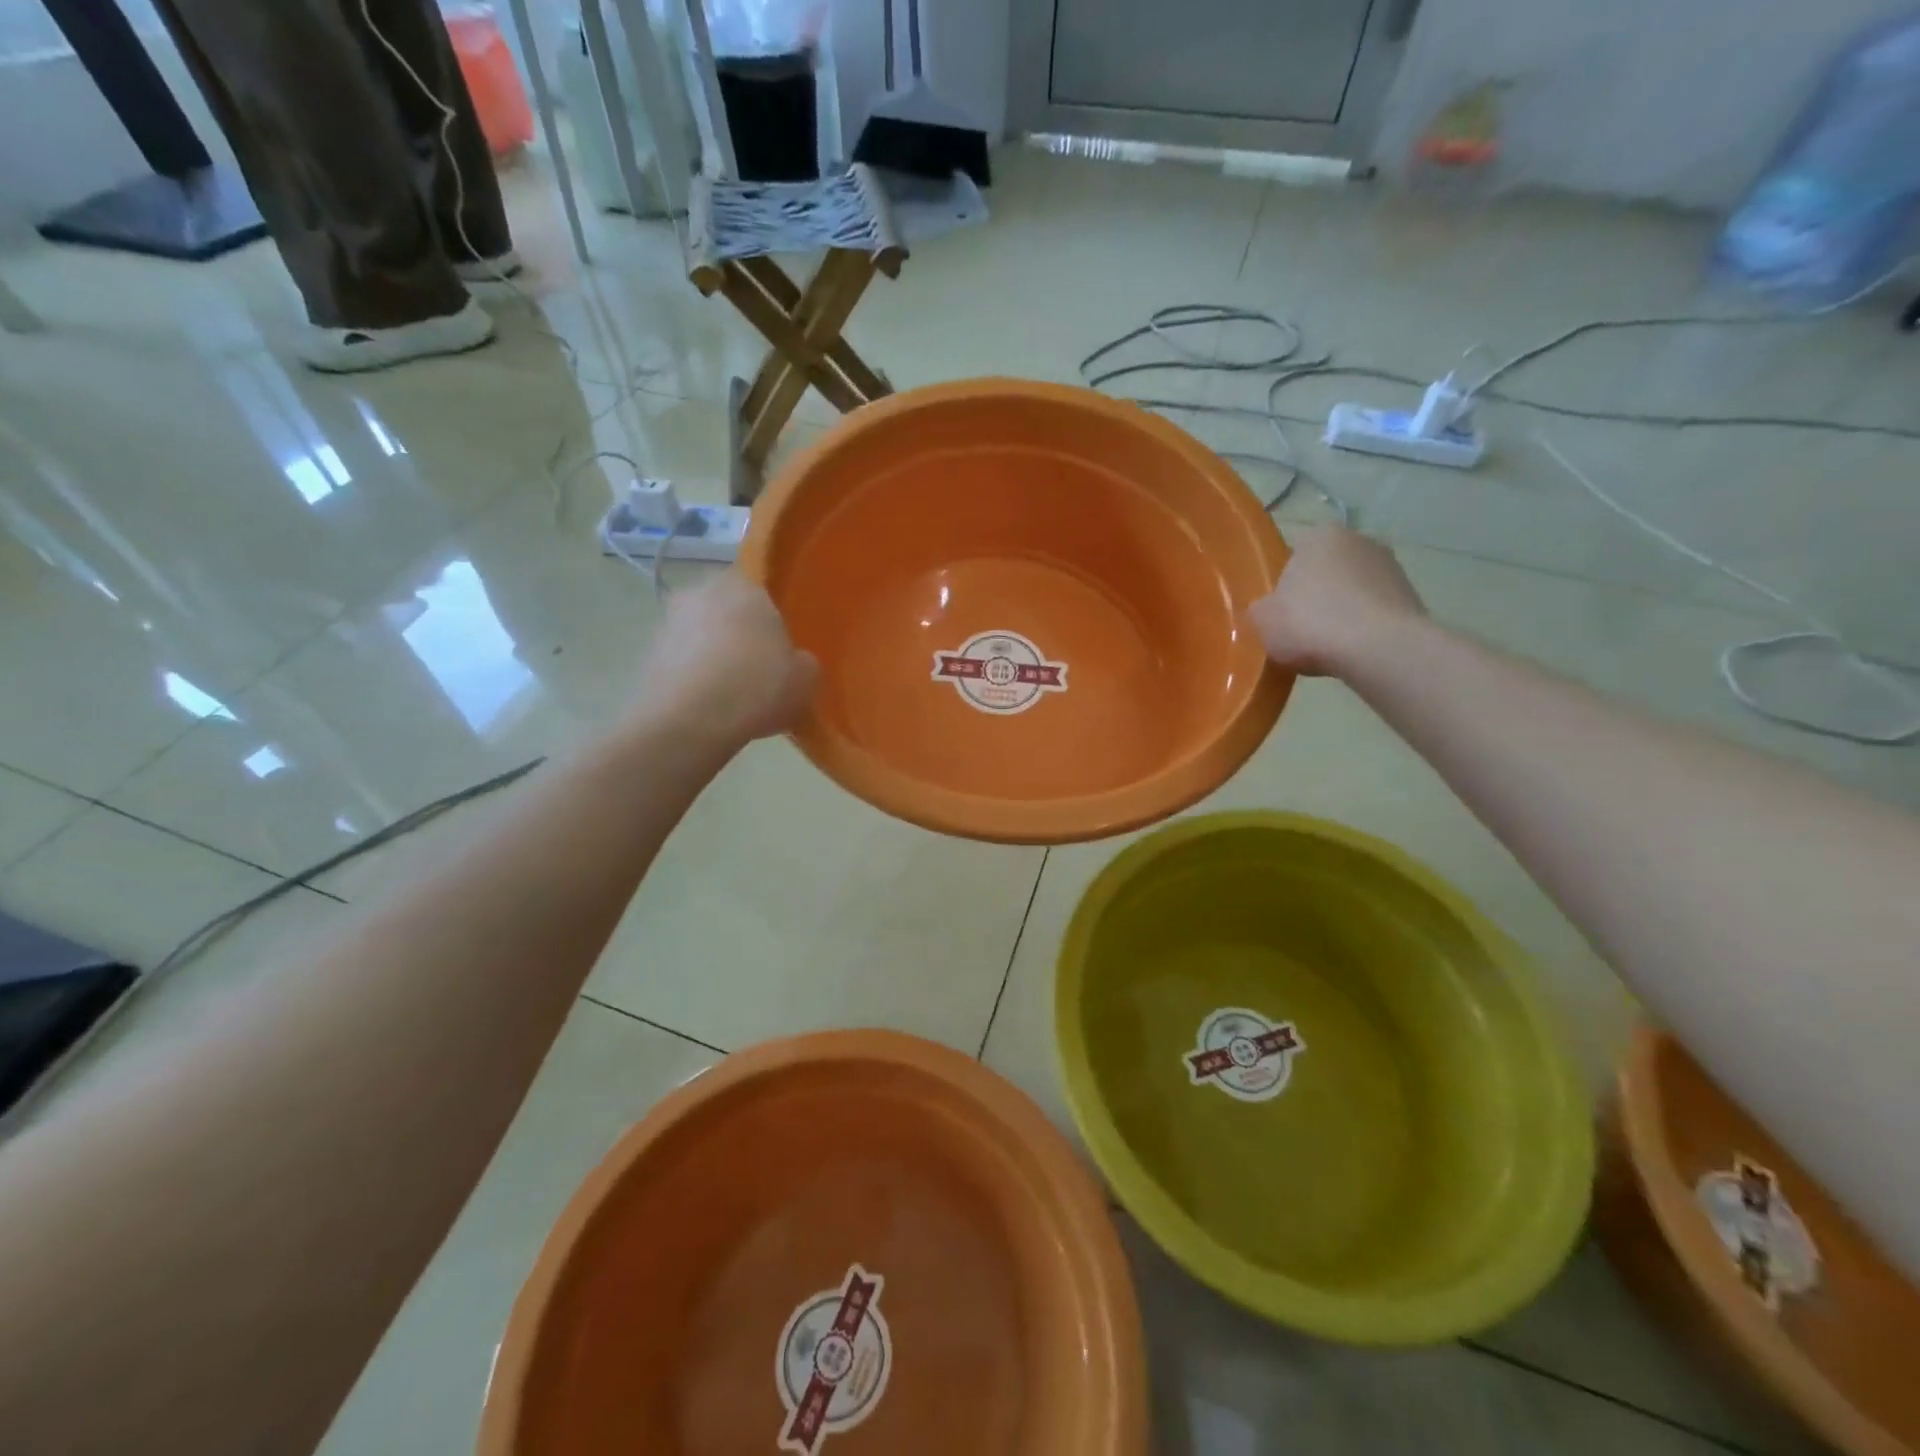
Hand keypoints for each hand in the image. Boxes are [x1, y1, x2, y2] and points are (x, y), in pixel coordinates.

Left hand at [633, 573, 817, 743]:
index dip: (773, 621)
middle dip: (742, 636)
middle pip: (729, 612)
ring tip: (734, 695)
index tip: (781, 650)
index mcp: (744, 586)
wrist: (688, 723)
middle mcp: (702, 592)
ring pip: (703, 636)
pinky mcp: (648, 654)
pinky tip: (709, 706)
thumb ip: (804, 663)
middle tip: (760, 671)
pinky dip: (695, 677)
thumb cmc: (756, 687)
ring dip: (715, 656)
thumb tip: (795, 662)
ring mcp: (669, 622)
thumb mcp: (806, 679)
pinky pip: (683, 662)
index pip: (762, 592)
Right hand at [1248, 526, 1425, 675]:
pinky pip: (1376, 610)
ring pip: (1354, 590)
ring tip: (1329, 645)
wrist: (1377, 648)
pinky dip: (1365, 626)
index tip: (1282, 611)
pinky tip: (1354, 650)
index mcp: (1320, 535)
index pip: (1295, 555)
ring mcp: (1391, 566)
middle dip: (1318, 594)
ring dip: (1343, 610)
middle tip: (1302, 628)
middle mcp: (1359, 539)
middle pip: (1328, 570)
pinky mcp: (1412, 595)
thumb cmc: (1309, 622)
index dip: (1286, 585)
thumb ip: (1261, 608)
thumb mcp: (1261, 619)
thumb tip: (1268, 609)